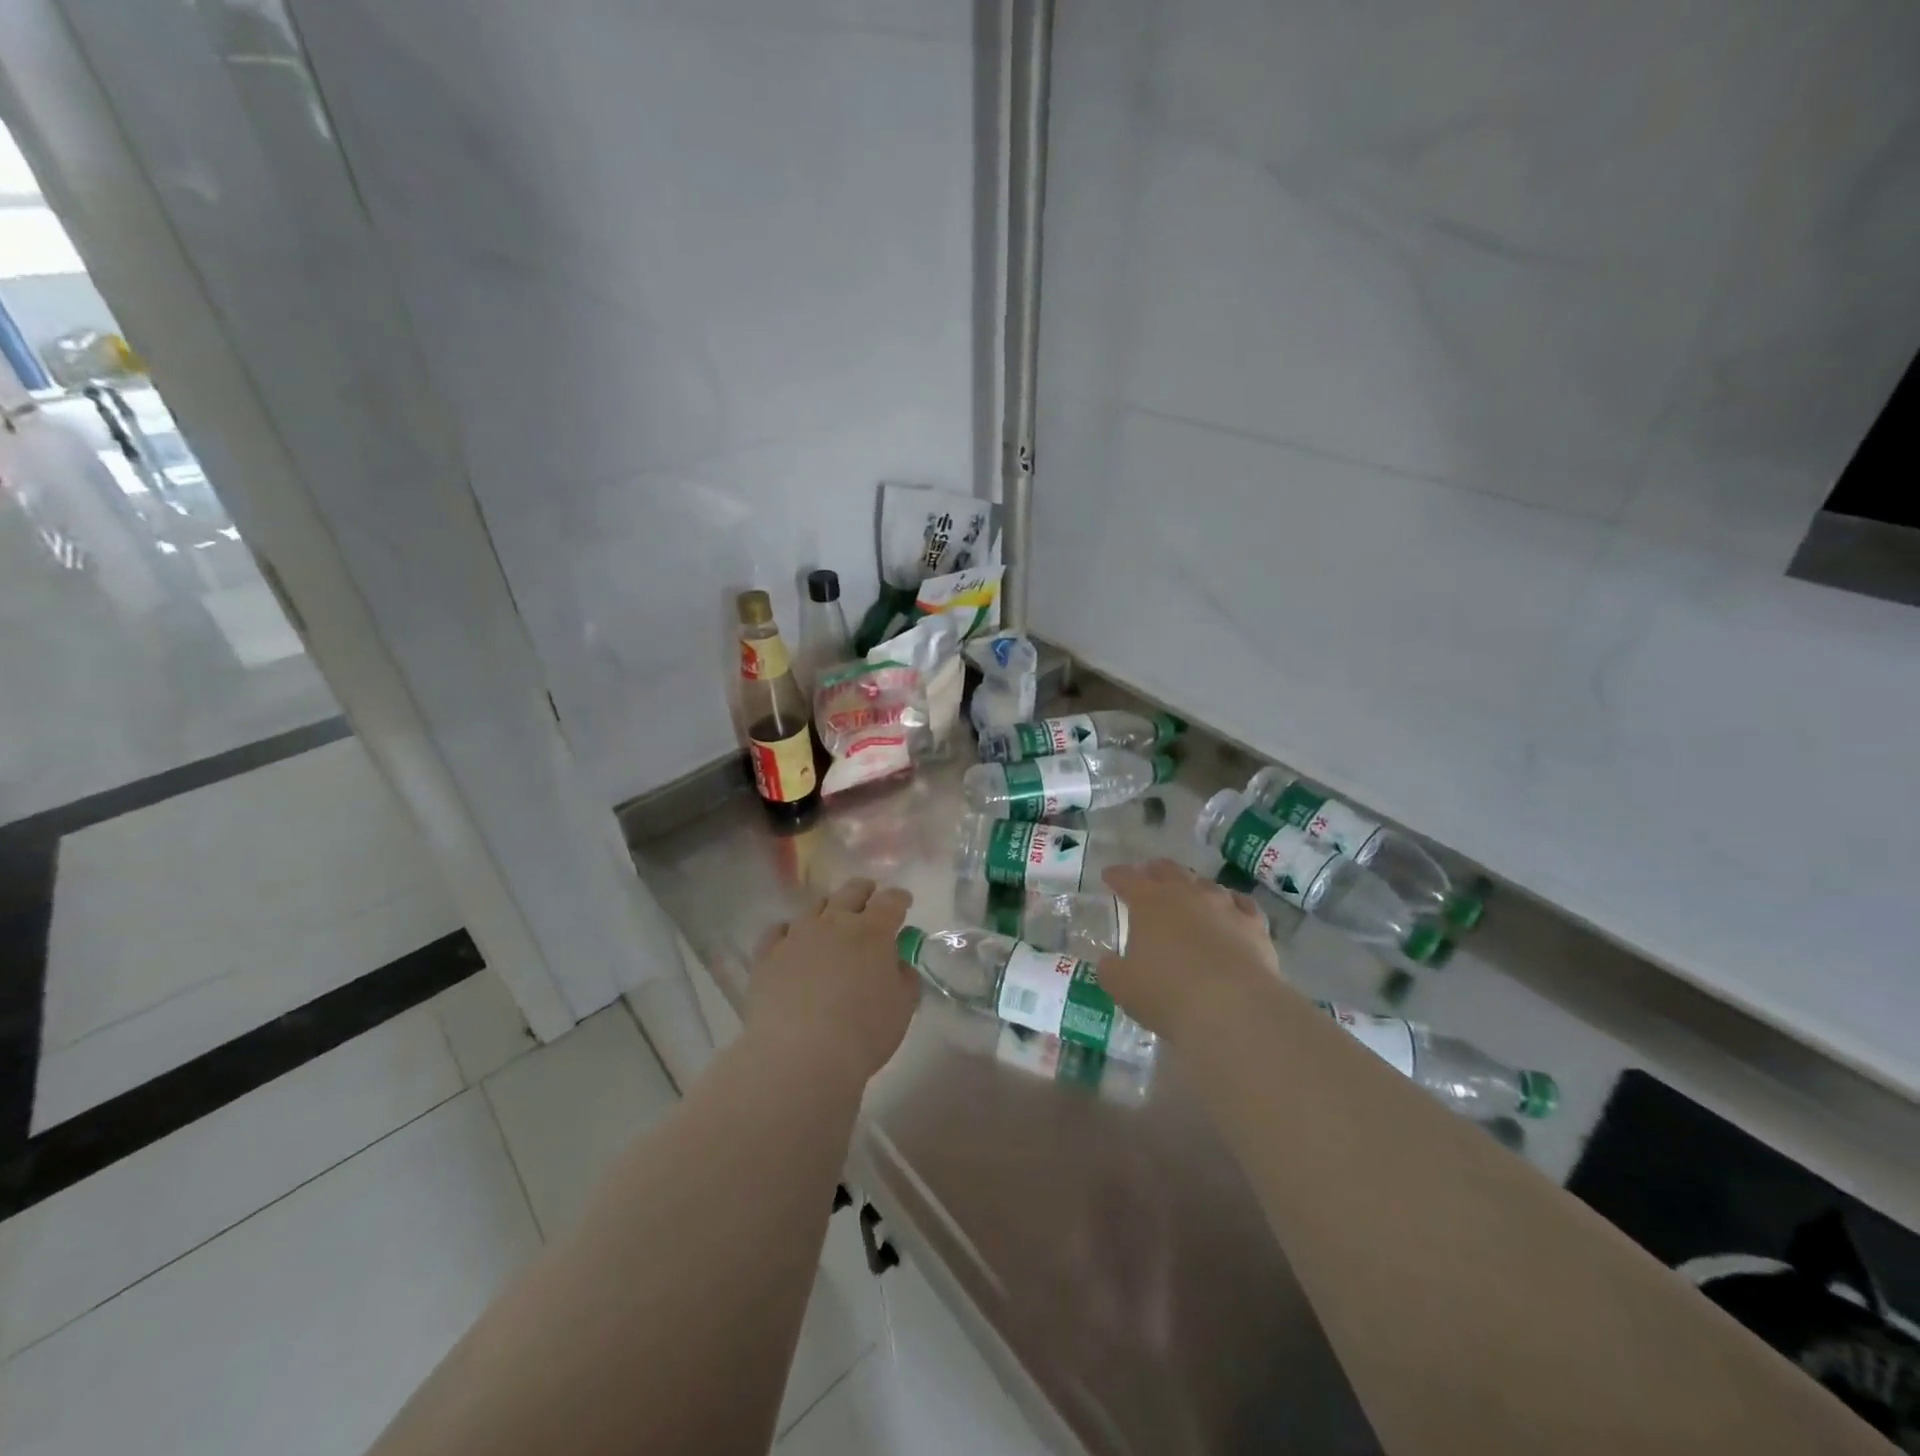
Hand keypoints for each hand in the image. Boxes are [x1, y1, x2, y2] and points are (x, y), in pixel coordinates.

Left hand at [746, 878, 918, 1082]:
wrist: (799, 1055)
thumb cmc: (862, 1033)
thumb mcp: (902, 1009)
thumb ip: (905, 979)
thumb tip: (899, 964)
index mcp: (873, 932)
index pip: (891, 901)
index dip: (899, 898)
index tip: (904, 902)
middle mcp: (835, 922)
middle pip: (852, 892)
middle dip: (864, 891)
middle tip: (869, 898)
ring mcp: (797, 935)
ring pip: (815, 906)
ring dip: (828, 908)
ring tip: (830, 920)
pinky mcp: (768, 954)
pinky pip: (778, 931)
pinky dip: (789, 931)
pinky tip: (791, 941)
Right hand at [1097, 860, 1281, 1040]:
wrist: (1234, 1008)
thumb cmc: (1167, 993)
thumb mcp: (1123, 986)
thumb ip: (1111, 970)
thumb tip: (1109, 962)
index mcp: (1149, 902)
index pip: (1127, 879)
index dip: (1116, 876)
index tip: (1109, 875)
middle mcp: (1187, 894)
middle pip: (1169, 870)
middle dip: (1155, 871)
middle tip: (1148, 875)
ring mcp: (1224, 906)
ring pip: (1206, 884)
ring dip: (1194, 887)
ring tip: (1190, 894)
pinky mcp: (1254, 925)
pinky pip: (1241, 904)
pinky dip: (1231, 904)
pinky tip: (1231, 910)